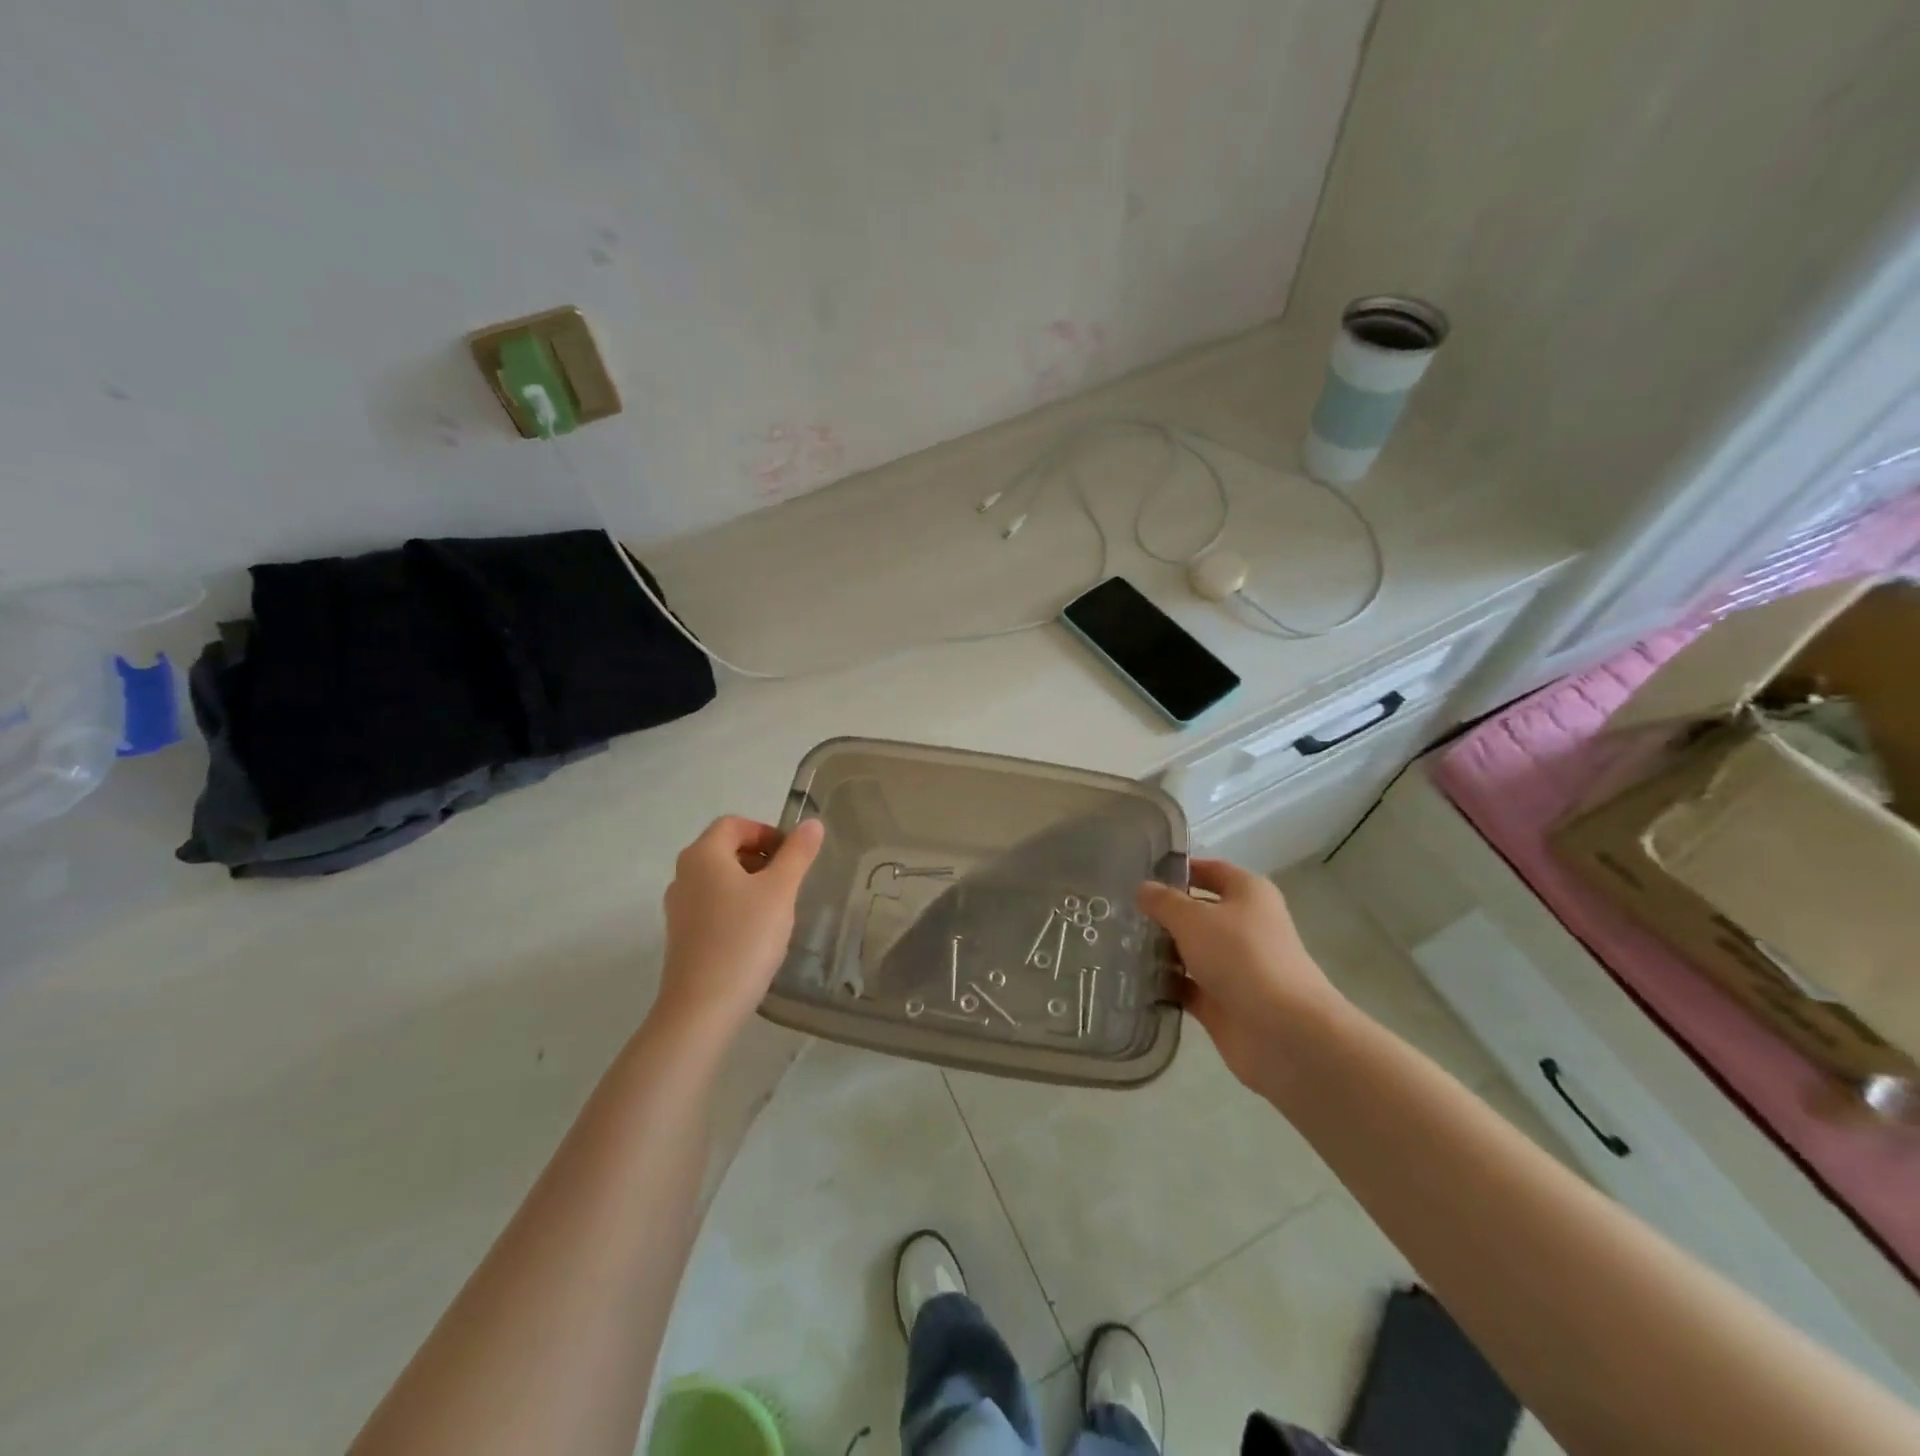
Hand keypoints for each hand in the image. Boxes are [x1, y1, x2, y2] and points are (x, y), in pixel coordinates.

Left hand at [656, 816, 824, 1035]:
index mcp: (703, 855)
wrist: (703, 1007)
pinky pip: (712, 905)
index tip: (793, 856)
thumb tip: (812, 823)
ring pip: (719, 879)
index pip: (734, 824)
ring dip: (750, 883)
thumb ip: (798, 854)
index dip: (766, 832)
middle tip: (790, 881)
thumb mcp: (780, 891)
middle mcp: (683, 875)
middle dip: (761, 858)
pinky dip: (736, 907)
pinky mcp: (681, 935)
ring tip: (778, 908)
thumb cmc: (744, 938)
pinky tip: (756, 933)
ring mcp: (678, 907)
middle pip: (725, 849)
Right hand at [1136, 859, 1345, 1094]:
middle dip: (1163, 912)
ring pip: (1191, 950)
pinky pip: (1187, 986)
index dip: (1178, 869)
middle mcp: (1244, 926)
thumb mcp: (1193, 919)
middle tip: (1119, 910)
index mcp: (1248, 894)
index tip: (1139, 872)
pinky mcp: (1223, 1001)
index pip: (1210, 870)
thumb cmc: (1241, 957)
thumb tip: (1143, 888)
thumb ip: (1163, 902)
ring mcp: (1234, 966)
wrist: (1283, 1032)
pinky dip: (1165, 984)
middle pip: (1198, 912)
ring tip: (1118, 942)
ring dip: (1161, 949)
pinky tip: (1133, 978)